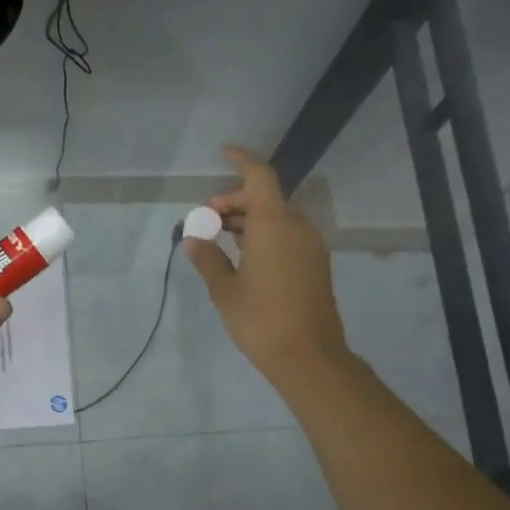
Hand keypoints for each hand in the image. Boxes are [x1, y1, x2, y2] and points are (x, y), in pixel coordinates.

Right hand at [183, 146, 350, 388]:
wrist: (309, 357)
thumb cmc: (261, 319)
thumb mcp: (224, 289)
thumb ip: (207, 258)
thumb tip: (193, 239)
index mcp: (274, 225)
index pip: (259, 177)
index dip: (242, 161)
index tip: (224, 153)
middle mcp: (297, 228)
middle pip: (266, 197)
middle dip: (236, 200)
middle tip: (208, 219)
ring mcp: (310, 247)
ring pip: (278, 217)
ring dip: (250, 219)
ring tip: (221, 236)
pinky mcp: (315, 265)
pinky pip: (288, 235)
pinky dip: (265, 233)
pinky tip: (244, 254)